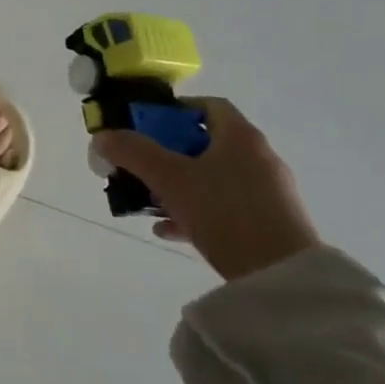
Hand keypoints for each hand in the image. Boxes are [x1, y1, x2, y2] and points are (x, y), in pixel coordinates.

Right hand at [92, 98, 318, 281]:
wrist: (281, 277)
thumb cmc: (224, 212)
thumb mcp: (169, 178)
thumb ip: (133, 152)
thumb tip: (103, 136)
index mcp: (241, 137)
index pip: (208, 106)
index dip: (174, 110)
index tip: (145, 125)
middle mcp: (259, 158)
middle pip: (206, 143)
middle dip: (168, 152)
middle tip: (140, 164)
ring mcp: (268, 192)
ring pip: (213, 177)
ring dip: (179, 185)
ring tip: (149, 200)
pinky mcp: (270, 224)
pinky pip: (225, 207)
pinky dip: (196, 211)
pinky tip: (168, 229)